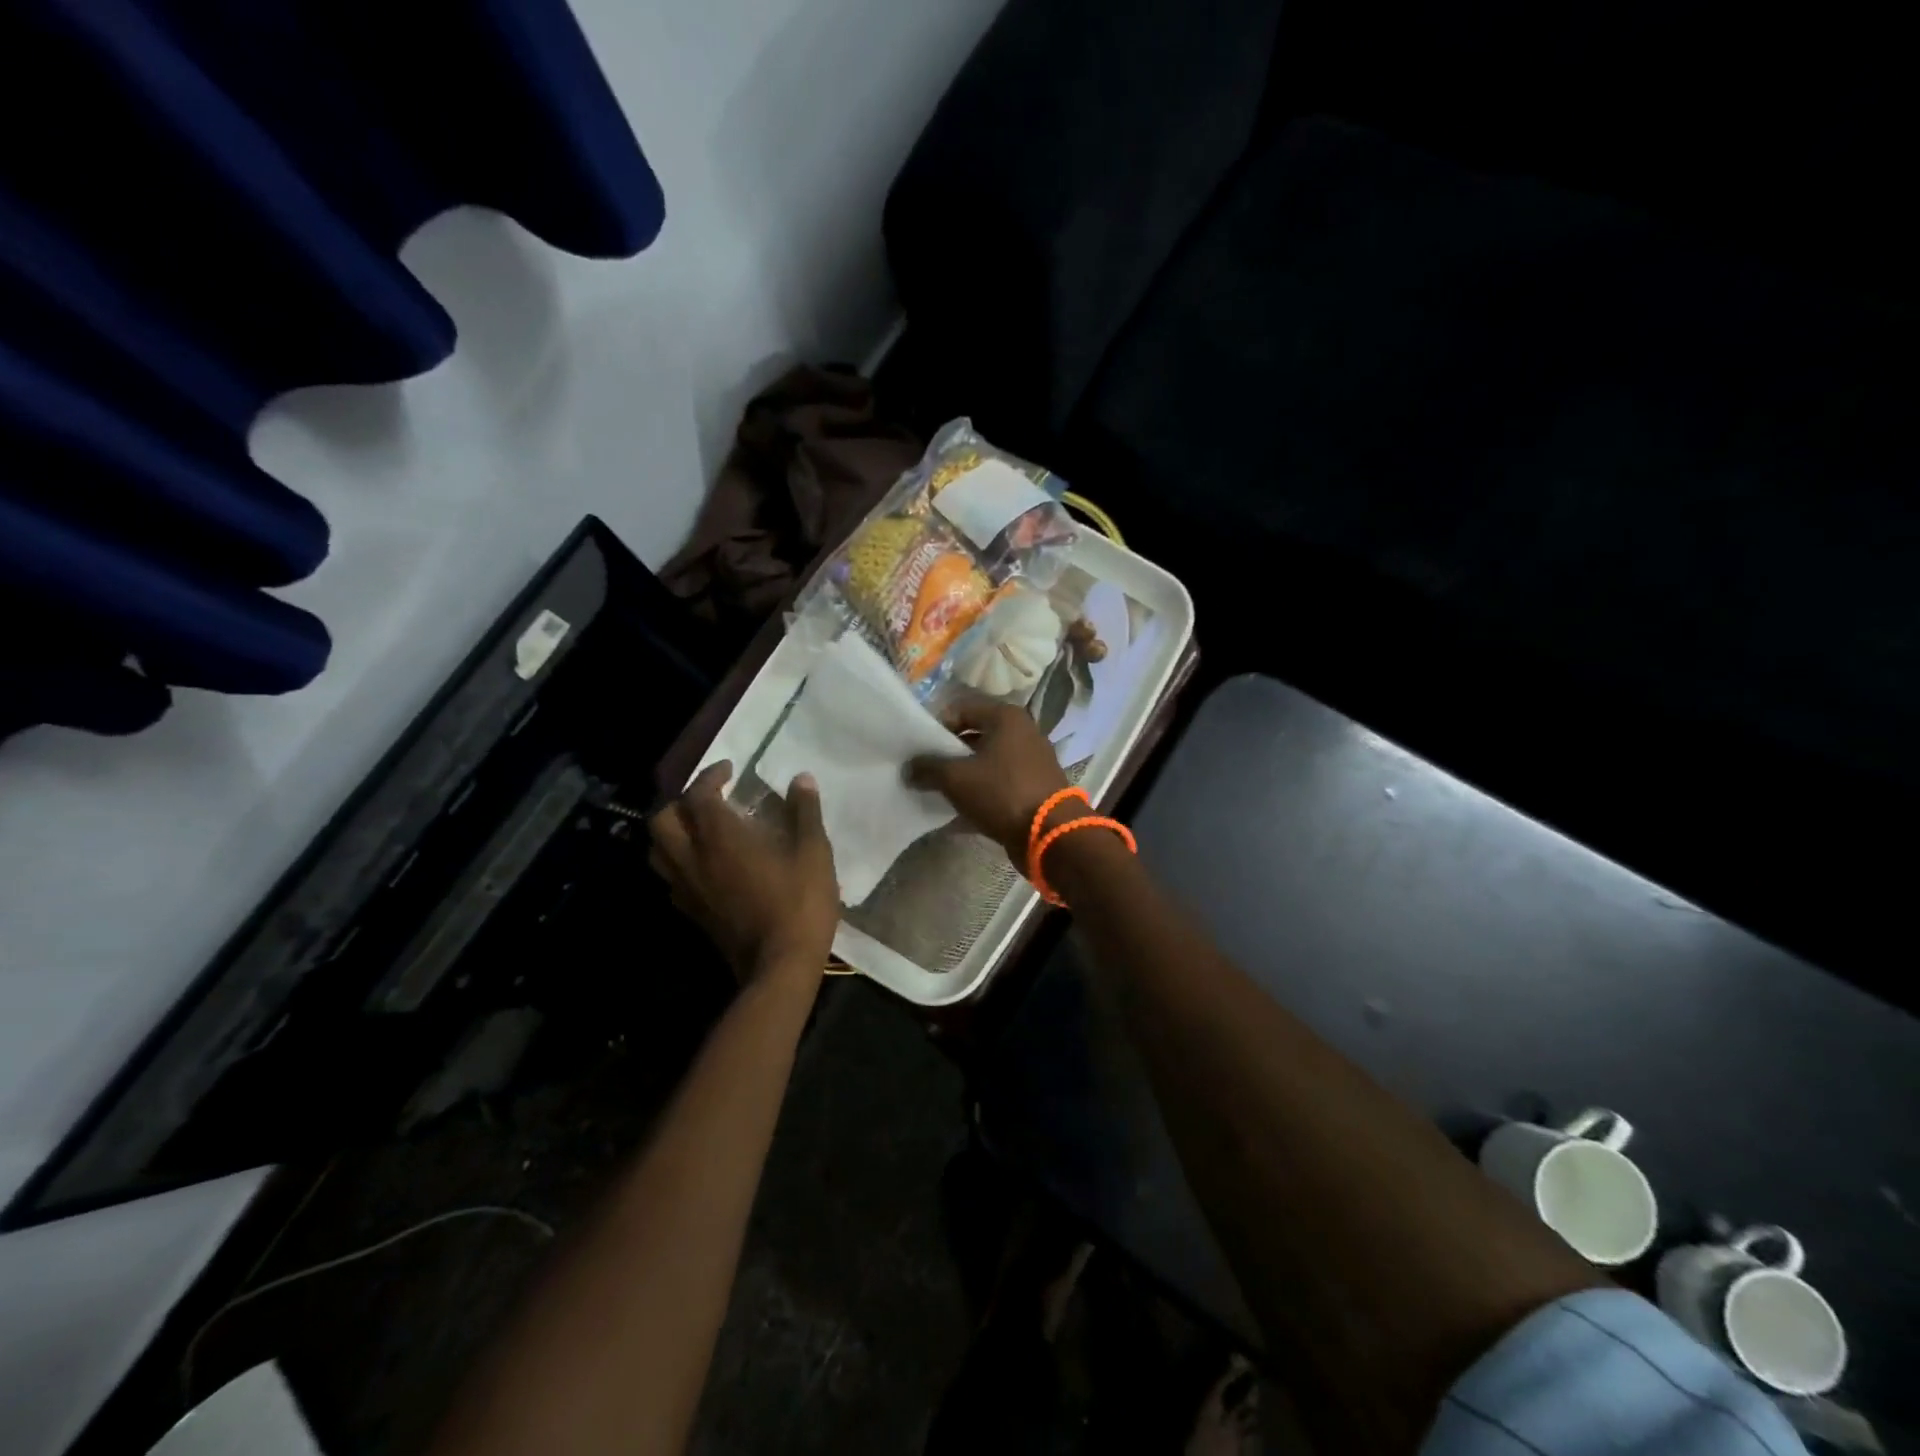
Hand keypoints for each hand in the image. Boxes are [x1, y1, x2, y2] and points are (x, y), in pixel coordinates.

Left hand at [649, 762, 838, 981]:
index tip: (730, 770)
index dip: (710, 776)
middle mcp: (693, 859)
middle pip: (662, 820)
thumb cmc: (800, 903)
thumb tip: (801, 779)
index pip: (698, 795)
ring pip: (658, 851)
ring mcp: (688, 889)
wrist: (780, 966)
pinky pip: (671, 878)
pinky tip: (706, 865)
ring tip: (700, 828)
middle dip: (681, 802)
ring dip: (673, 832)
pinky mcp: (692, 913)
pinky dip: (680, 862)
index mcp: (720, 838)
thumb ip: (804, 812)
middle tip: (709, 799)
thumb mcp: (814, 852)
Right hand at [907, 698, 1073, 861]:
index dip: (936, 727)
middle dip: (948, 754)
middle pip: (974, 736)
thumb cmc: (1002, 793)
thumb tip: (909, 768)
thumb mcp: (956, 778)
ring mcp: (1031, 760)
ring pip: (986, 762)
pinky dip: (981, 793)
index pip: (961, 709)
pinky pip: (999, 783)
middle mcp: (1022, 732)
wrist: (1051, 834)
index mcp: (1005, 717)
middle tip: (926, 772)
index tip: (919, 750)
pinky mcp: (1034, 786)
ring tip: (939, 792)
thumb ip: (928, 767)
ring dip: (963, 776)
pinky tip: (960, 812)